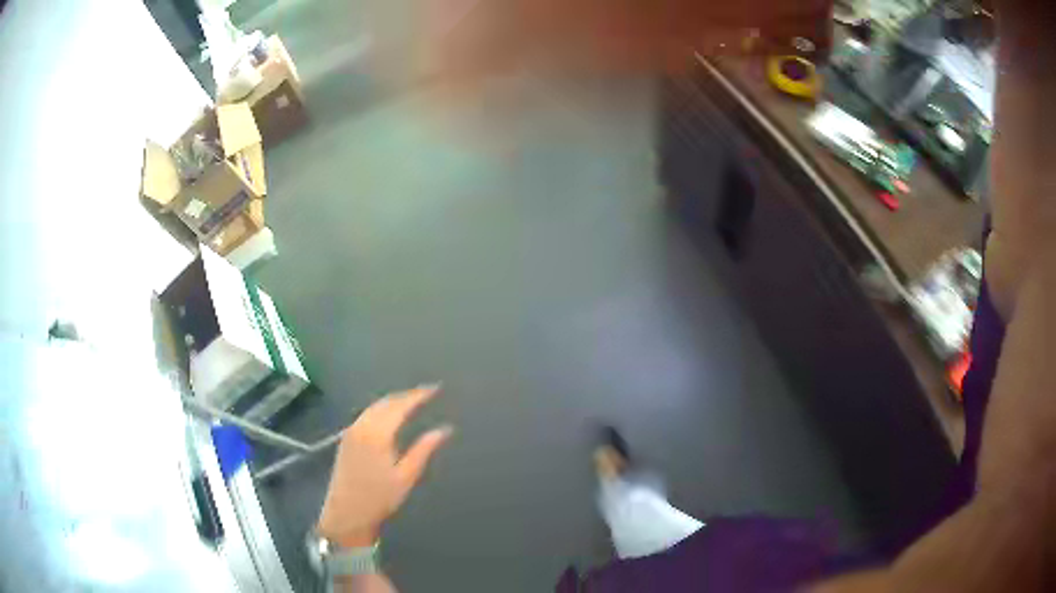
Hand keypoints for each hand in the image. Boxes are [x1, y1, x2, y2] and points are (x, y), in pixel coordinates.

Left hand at [317, 384, 451, 547]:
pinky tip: (390, 415)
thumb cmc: (380, 497)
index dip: (418, 395)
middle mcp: (362, 426)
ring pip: (375, 406)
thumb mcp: (407, 476)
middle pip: (386, 402)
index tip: (436, 388)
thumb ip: (424, 449)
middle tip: (426, 393)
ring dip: (393, 400)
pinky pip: (367, 413)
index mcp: (378, 433)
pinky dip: (382, 408)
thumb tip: (445, 429)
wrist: (347, 513)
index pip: (400, 405)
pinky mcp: (347, 438)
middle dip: (406, 395)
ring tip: (412, 400)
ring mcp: (352, 430)